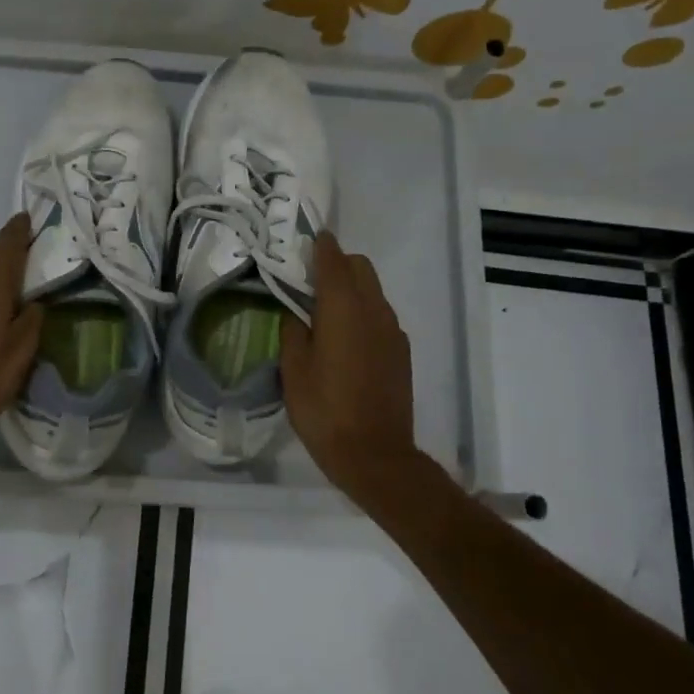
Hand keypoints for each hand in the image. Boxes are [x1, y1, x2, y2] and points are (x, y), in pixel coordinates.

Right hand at [280, 232, 420, 498]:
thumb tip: (295, 314)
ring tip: (325, 310)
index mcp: (343, 308)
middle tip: (310, 280)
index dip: (321, 246)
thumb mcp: (293, 370)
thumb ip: (292, 331)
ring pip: (373, 291)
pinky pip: (381, 315)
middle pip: (360, 268)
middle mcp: (374, 310)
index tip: (308, 238)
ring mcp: (392, 331)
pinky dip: (364, 311)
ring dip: (351, 288)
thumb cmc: (324, 410)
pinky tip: (346, 338)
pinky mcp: (401, 352)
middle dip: (338, 264)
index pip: (334, 261)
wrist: (375, 454)